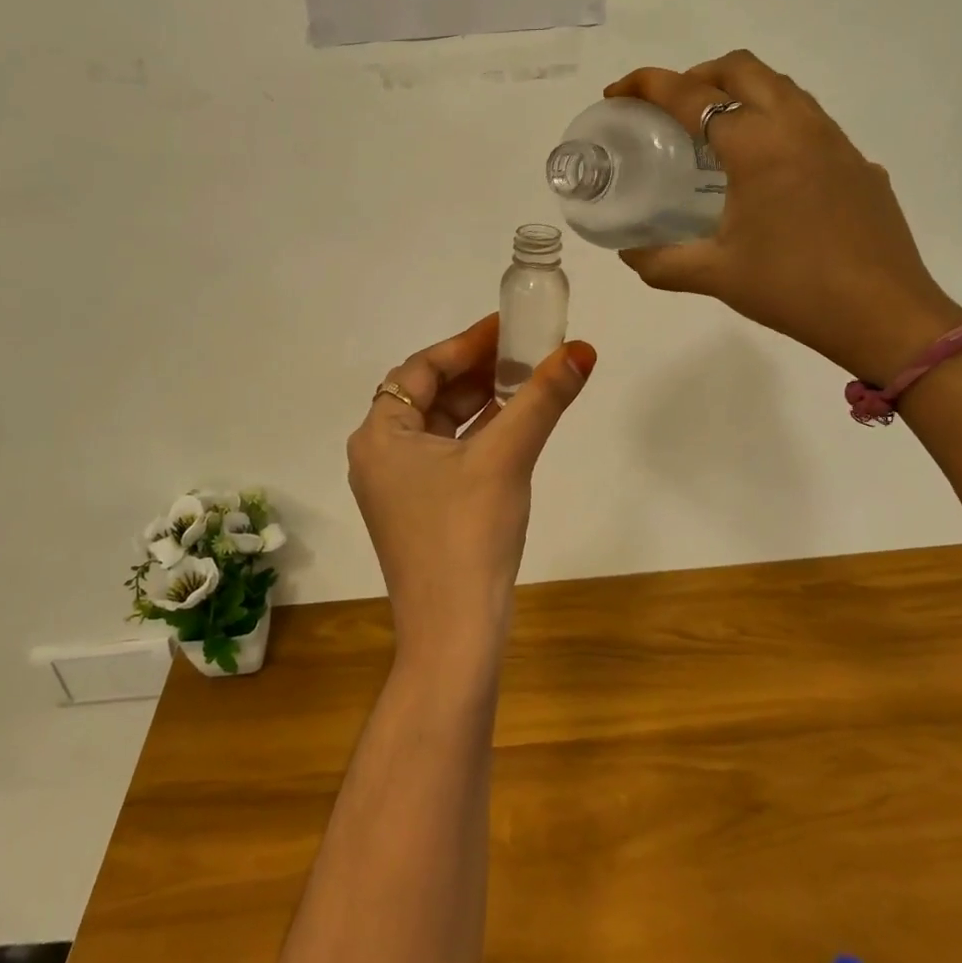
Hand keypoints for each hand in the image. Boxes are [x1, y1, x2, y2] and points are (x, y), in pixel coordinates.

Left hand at [347, 314, 595, 665]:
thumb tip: (581, 350)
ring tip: (525, 379)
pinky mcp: (419, 510)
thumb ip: (541, 399)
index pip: (421, 368)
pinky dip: (478, 436)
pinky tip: (514, 424)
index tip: (506, 327)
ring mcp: (397, 486)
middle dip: (476, 371)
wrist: (454, 635)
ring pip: (440, 425)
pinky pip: (447, 455)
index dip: (466, 343)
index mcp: (380, 435)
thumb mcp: (506, 457)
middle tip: (523, 350)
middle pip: (429, 394)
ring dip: (481, 402)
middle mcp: (379, 455)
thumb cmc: (468, 535)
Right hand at [606, 50, 961, 384]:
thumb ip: (661, 262)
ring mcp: (836, 142)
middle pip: (742, 68)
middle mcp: (798, 127)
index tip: (617, 93)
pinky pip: (808, 120)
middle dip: (696, 75)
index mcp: (758, 146)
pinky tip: (763, 172)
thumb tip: (628, 252)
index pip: (692, 95)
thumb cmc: (793, 289)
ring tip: (712, 133)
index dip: (647, 85)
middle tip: (668, 109)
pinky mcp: (857, 163)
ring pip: (781, 88)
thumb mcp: (715, 276)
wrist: (885, 315)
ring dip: (739, 92)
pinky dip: (773, 122)